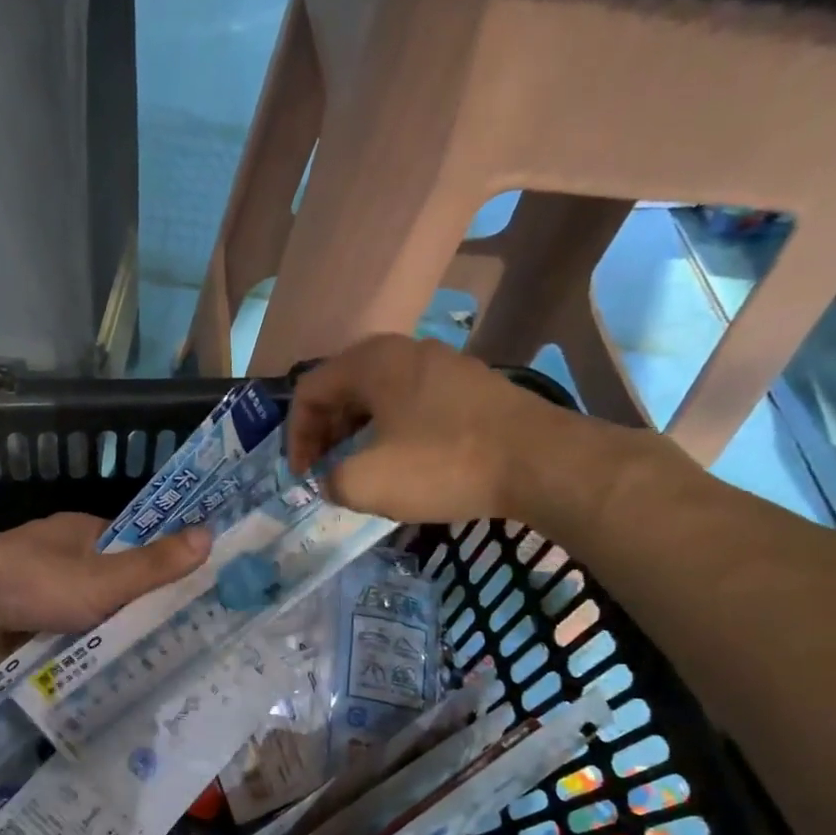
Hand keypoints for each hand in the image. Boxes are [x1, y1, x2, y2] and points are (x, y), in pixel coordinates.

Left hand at [0, 513, 210, 663]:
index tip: (195, 598)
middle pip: (111, 585)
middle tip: (181, 646)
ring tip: (152, 670)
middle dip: (137, 612)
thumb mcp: (105, 579)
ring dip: (105, 637)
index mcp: (84, 535)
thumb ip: (154, 565)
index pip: (136, 548)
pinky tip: (103, 679)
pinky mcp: (20, 621)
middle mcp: (63, 559)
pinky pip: (59, 638)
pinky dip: (75, 654)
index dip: (164, 569)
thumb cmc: (35, 583)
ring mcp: (38, 591)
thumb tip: (210, 535)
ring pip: (85, 616)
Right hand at [287, 334, 586, 523]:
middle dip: (324, 435)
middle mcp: (404, 352)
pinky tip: (402, 465)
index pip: (309, 391)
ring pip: (378, 398)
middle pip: (342, 390)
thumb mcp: (365, 482)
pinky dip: (391, 433)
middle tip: (325, 473)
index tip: (303, 476)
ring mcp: (442, 366)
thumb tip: (333, 480)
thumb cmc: (442, 465)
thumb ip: (330, 481)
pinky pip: (411, 405)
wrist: (540, 463)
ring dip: (357, 435)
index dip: (295, 436)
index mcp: (371, 362)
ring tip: (359, 472)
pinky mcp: (470, 388)